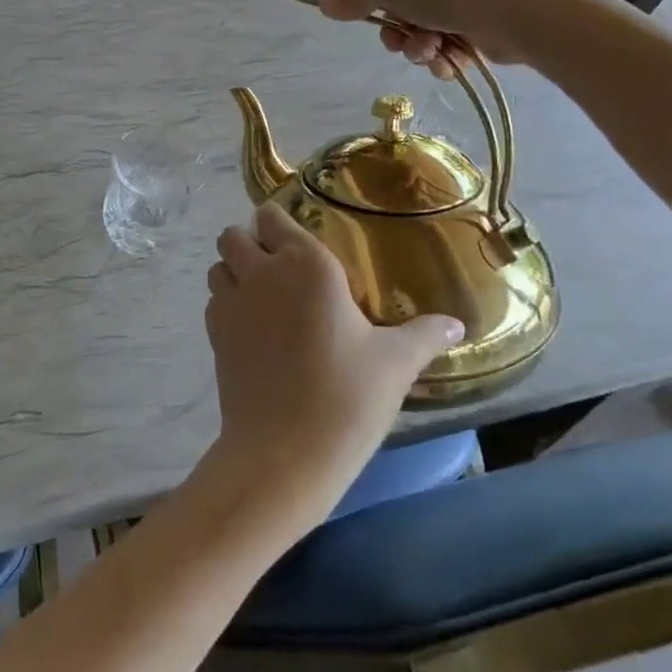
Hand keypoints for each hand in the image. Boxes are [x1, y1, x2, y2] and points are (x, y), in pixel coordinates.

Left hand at [205, 205, 462, 521]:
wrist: (283, 454)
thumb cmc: (346, 398)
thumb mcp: (395, 364)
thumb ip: (424, 335)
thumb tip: (457, 325)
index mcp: (307, 264)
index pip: (272, 216)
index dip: (278, 224)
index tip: (297, 243)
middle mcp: (262, 272)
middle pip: (234, 235)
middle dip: (249, 243)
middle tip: (278, 270)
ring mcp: (232, 302)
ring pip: (218, 265)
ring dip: (233, 271)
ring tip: (262, 296)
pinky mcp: (214, 334)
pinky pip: (214, 300)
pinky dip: (226, 304)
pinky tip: (251, 330)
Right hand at [306, 0, 577, 74]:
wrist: (523, 9)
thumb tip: (327, 6)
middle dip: (385, 22)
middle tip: (388, 40)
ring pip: (412, 15)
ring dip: (412, 41)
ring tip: (426, 51)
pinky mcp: (475, 6)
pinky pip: (439, 30)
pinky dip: (437, 48)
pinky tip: (446, 59)